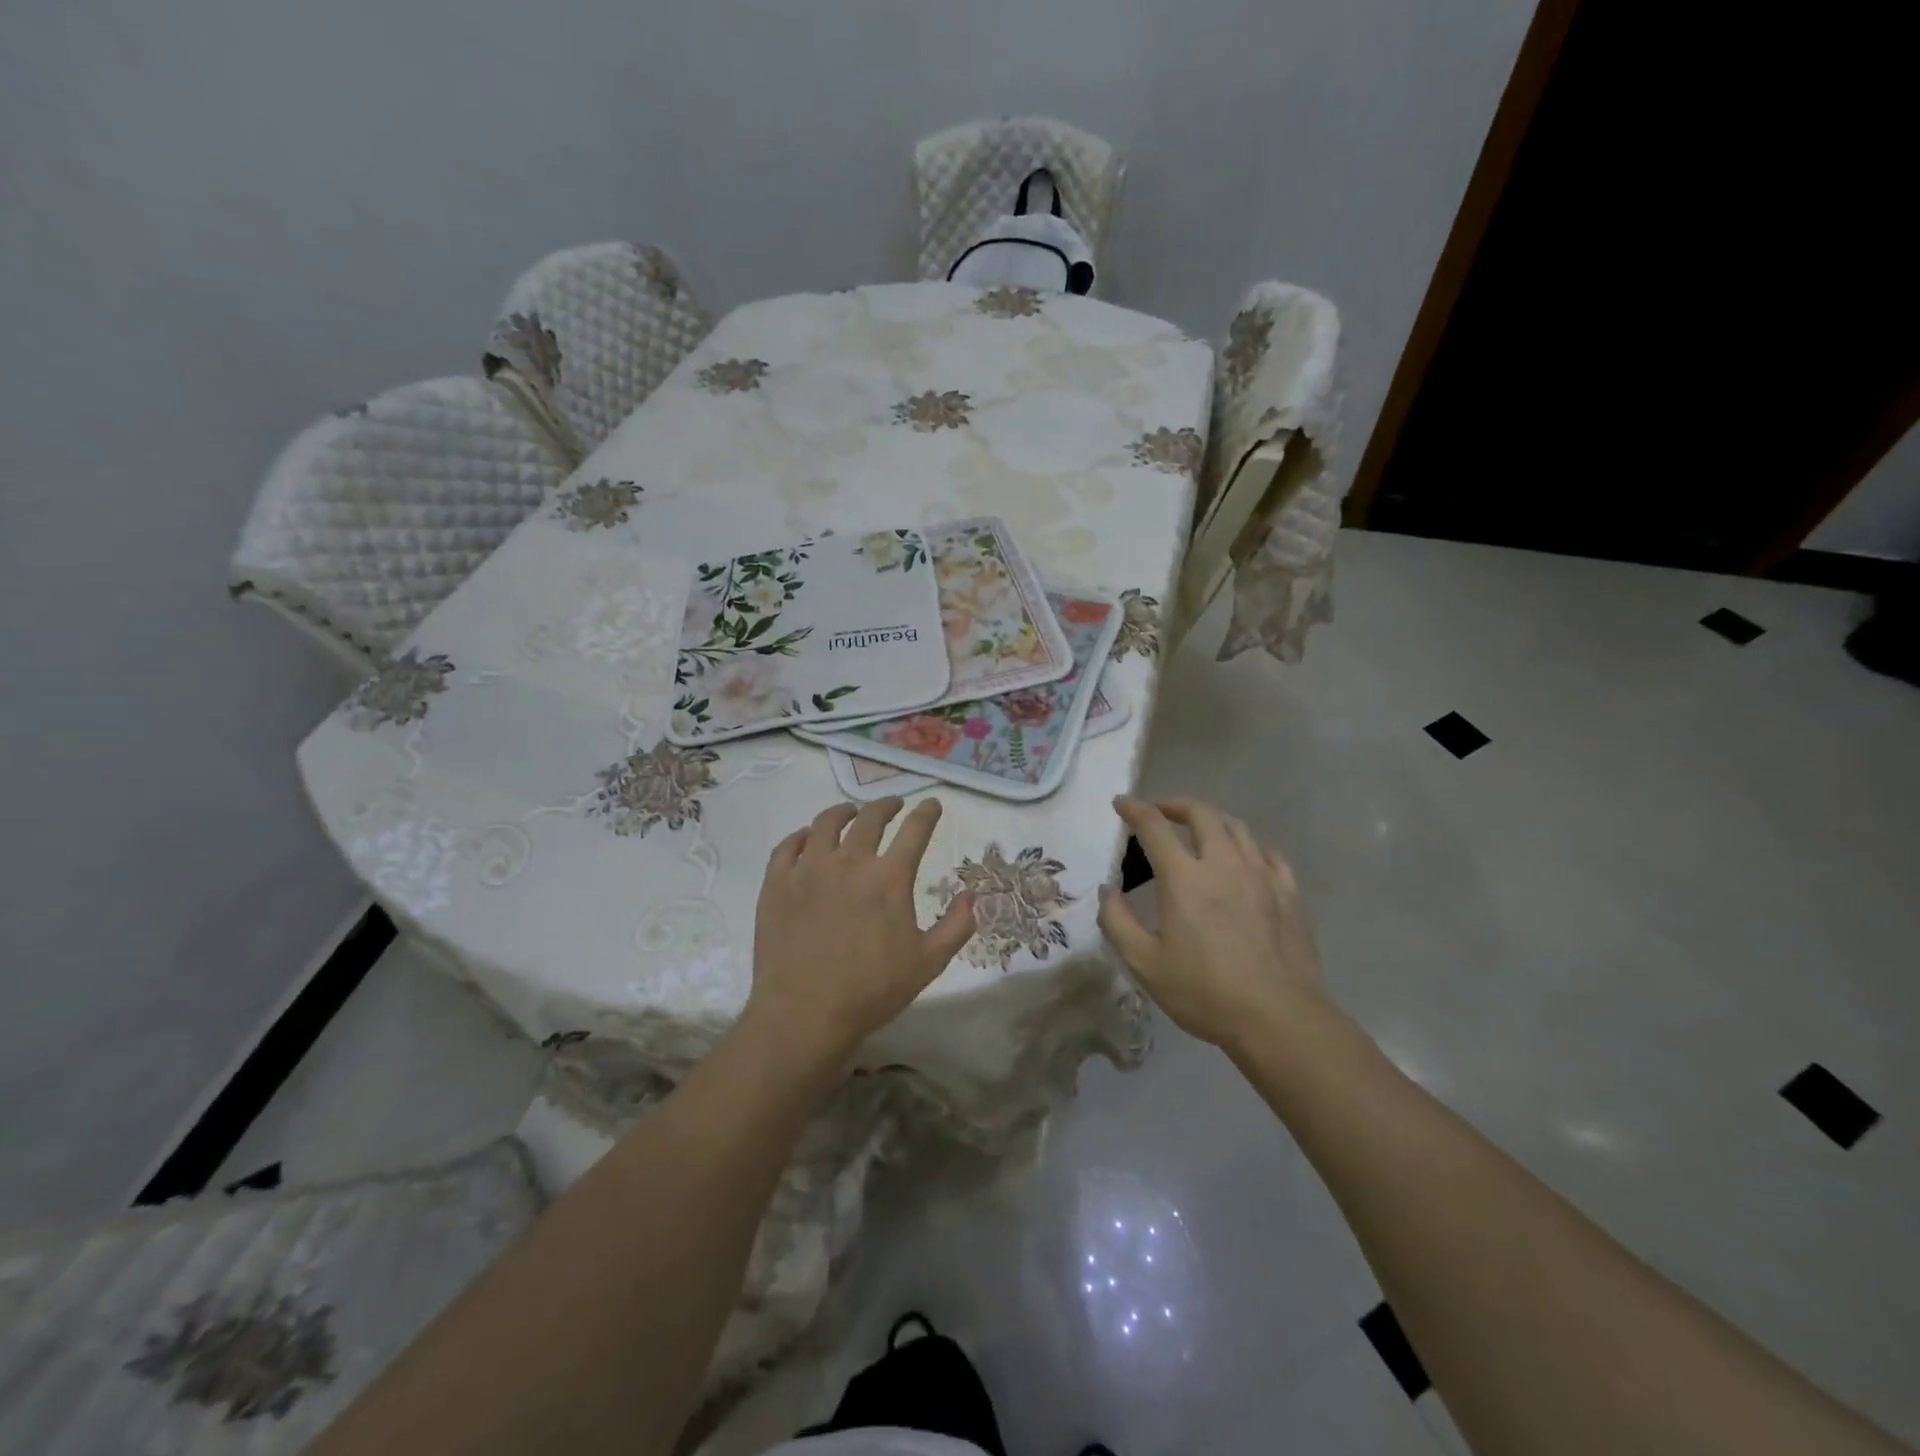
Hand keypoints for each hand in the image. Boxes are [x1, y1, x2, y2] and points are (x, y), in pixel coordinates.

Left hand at [747, 797, 975, 1065]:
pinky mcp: (778, 883)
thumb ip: (958, 925)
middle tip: (894, 805)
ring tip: (850, 813)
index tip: (932, 804)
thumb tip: (974, 895)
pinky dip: (803, 836)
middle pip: (870, 817)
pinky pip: (789, 845)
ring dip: (844, 812)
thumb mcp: (929, 962)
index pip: (914, 830)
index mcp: (889, 878)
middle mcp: (849, 861)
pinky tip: (808, 839)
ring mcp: (809, 869)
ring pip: (826, 822)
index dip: (927, 813)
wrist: (804, 1014)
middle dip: (887, 805)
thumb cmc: (872, 990)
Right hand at [1098, 796, 1334, 1056]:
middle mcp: (1224, 864)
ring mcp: (1262, 876)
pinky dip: (1249, 847)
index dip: (1134, 809)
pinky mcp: (1289, 894)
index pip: (1154, 826)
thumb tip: (1107, 890)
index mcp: (1184, 878)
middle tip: (1160, 813)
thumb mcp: (1145, 964)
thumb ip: (1117, 921)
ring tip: (1200, 831)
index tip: (1121, 804)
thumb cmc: (1205, 992)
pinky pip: (1269, 855)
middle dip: (1175, 805)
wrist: (1279, 1019)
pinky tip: (1245, 860)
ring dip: (1212, 820)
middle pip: (1201, 814)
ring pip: (1238, 828)